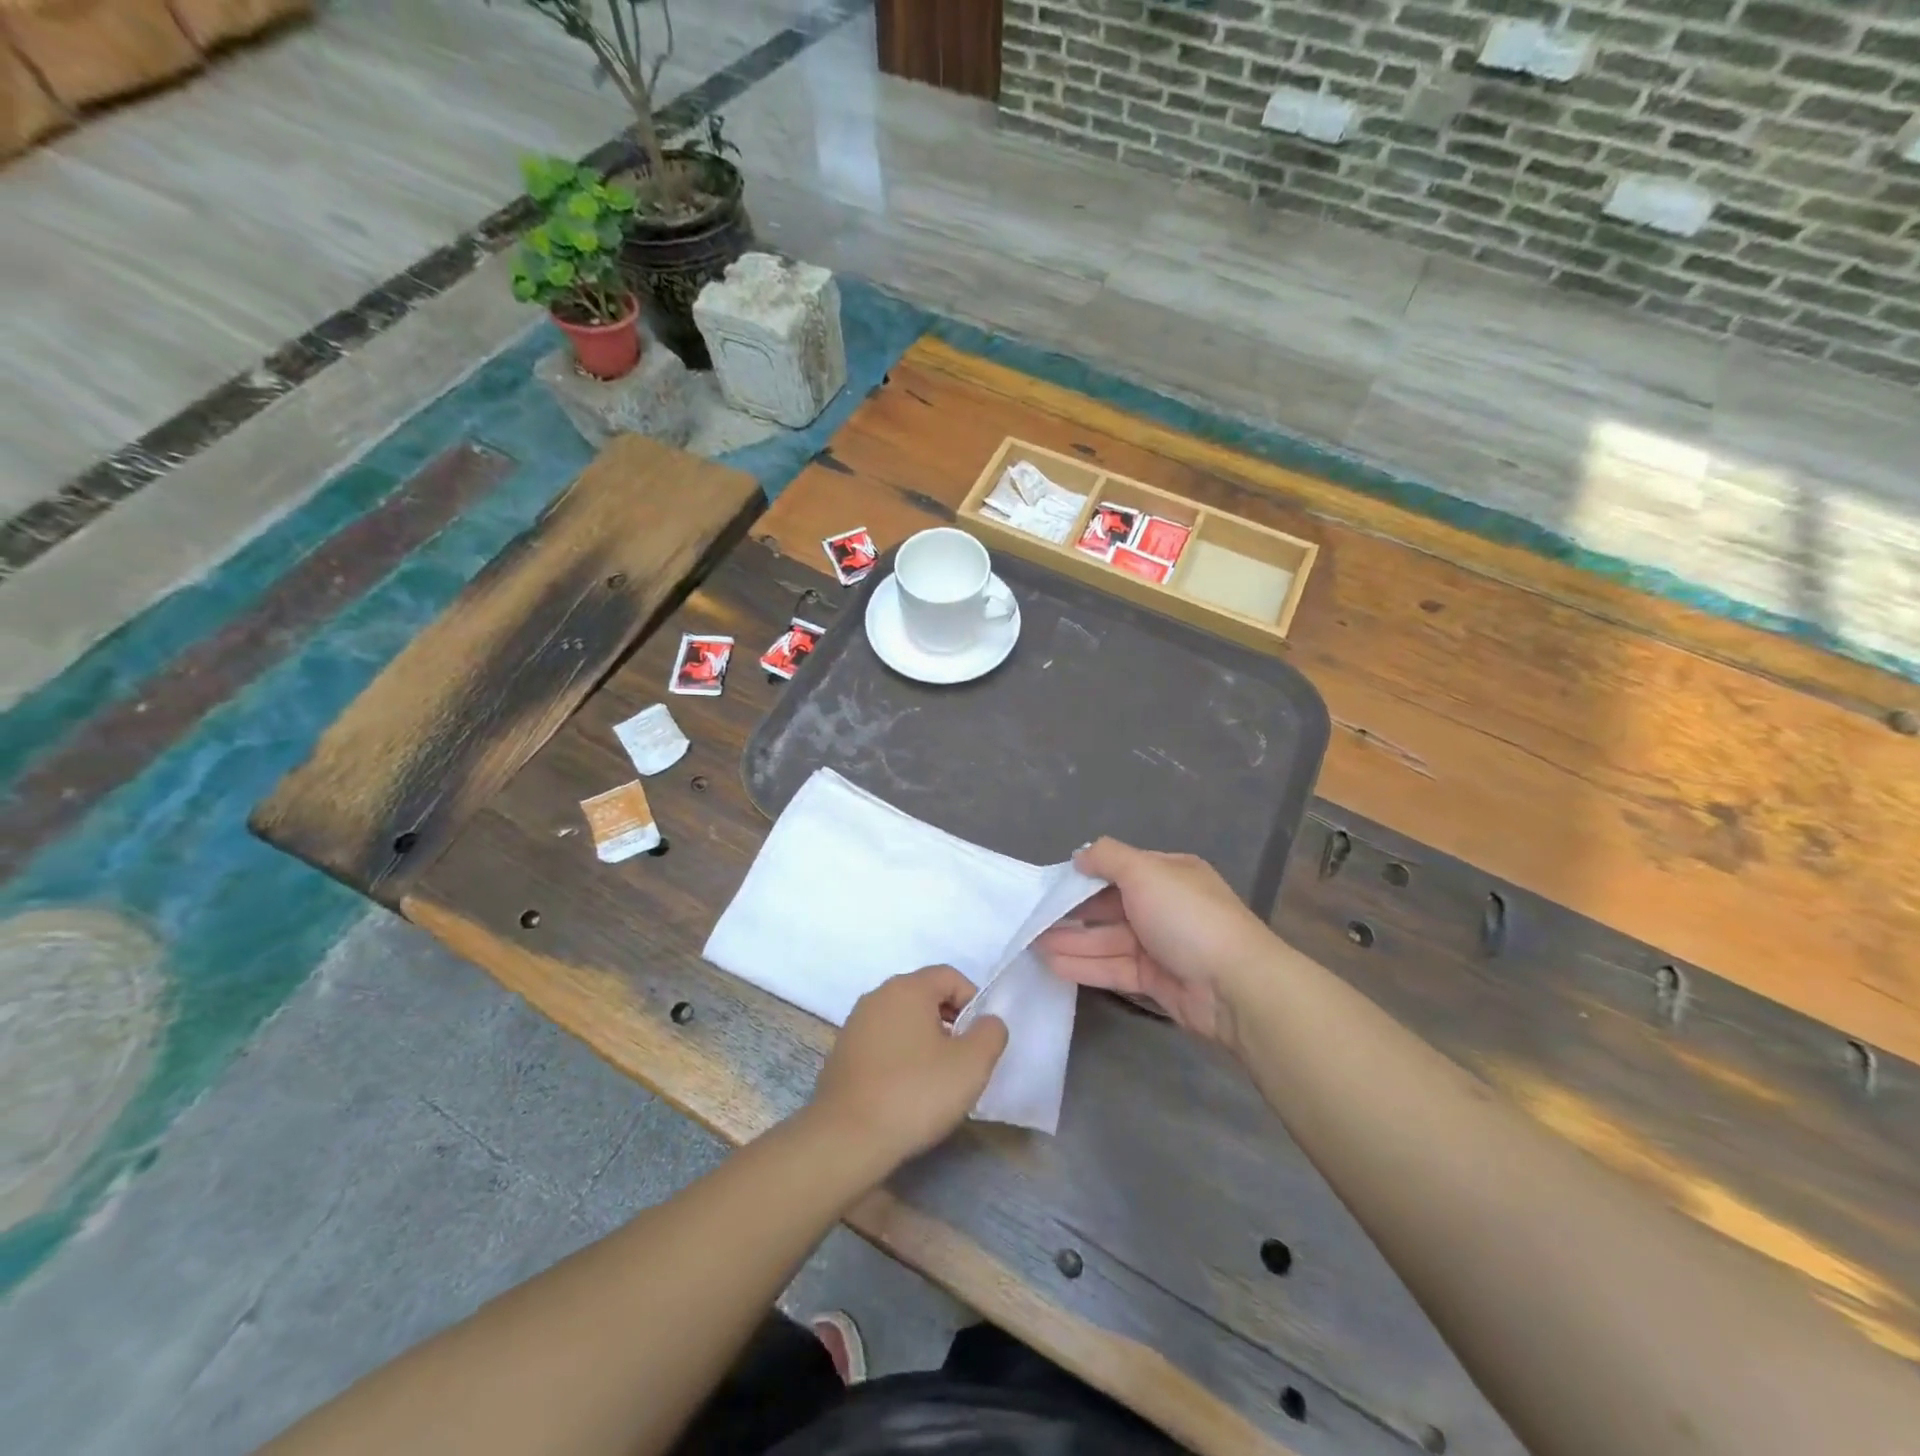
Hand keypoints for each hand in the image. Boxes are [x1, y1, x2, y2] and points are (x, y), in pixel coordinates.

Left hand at [809, 966, 1007, 1170]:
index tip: (980, 1039)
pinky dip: (900, 1056)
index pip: (950, 976)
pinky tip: (905, 1091)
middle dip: (949, 1021)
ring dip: (924, 1040)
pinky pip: (882, 1042)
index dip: (973, 1002)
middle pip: (925, 995)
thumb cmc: (915, 1093)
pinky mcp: (842, 1053)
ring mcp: (855, 1024)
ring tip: (936, 1079)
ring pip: (902, 1020)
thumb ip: (990, 1033)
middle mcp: (877, 996)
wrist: (846, 1138)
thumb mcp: (971, 1064)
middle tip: (962, 1060)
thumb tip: (987, 1022)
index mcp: (907, 988)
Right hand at [1035, 837, 1274, 1045]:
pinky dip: (1084, 965)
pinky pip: (1112, 968)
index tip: (1051, 885)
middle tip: (1033, 918)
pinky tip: (1051, 964)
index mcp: (1169, 875)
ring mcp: (1160, 946)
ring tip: (1031, 944)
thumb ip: (1108, 857)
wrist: (1236, 987)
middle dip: (1072, 912)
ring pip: (1107, 940)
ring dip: (1071, 940)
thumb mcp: (1146, 872)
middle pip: (1110, 907)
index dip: (1085, 876)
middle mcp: (1165, 907)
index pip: (1120, 870)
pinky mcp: (1155, 980)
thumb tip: (1080, 855)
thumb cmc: (1188, 917)